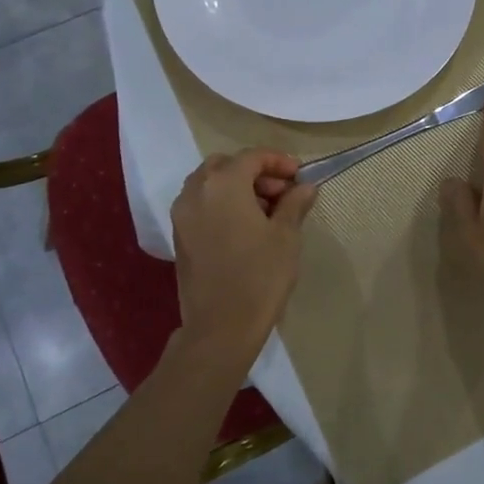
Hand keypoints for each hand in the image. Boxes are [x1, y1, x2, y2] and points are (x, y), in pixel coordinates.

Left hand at [171, 150, 317, 356]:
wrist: (220, 327)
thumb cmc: (260, 276)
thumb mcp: (286, 236)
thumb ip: (295, 204)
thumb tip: (305, 186)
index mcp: (223, 184)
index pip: (252, 157)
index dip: (279, 161)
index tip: (300, 176)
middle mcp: (196, 191)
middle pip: (226, 165)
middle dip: (255, 172)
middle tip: (282, 192)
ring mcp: (182, 214)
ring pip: (209, 184)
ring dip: (237, 187)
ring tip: (266, 211)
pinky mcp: (179, 236)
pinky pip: (201, 204)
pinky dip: (222, 204)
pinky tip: (245, 227)